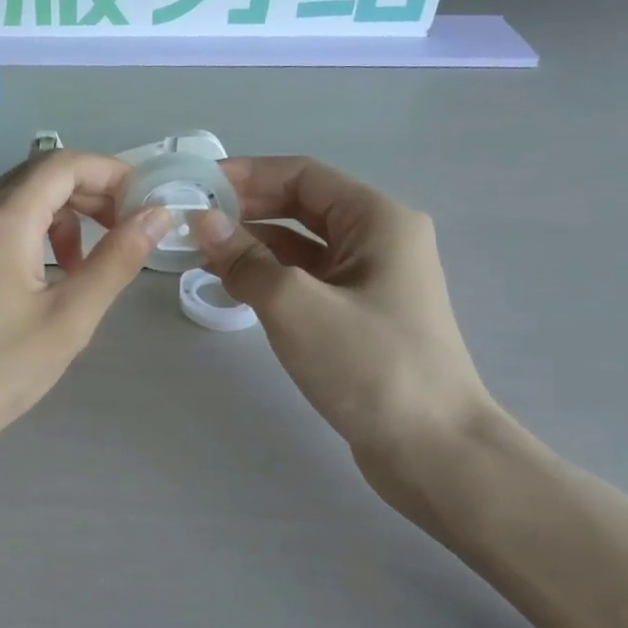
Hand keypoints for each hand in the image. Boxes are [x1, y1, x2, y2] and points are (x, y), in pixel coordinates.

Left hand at [0, 152, 169, 454]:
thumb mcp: (68, 318)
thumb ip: (116, 261)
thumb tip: (156, 216)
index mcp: (1, 218)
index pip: (63, 163)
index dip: (110, 173)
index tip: (144, 202)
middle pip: (40, 175)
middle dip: (90, 194)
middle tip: (125, 232)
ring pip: (18, 198)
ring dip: (61, 216)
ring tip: (84, 265)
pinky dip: (32, 232)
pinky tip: (45, 276)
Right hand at [195, 158, 492, 509]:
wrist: (435, 452)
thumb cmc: (370, 365)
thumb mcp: (295, 305)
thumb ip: (244, 259)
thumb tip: (202, 222)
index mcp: (377, 220)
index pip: (303, 175)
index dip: (248, 175)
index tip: (197, 185)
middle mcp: (379, 240)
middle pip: (302, 206)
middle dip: (247, 209)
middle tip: (192, 219)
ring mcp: (372, 280)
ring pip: (302, 245)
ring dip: (254, 244)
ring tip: (202, 251)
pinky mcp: (360, 316)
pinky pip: (307, 279)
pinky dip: (270, 276)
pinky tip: (233, 284)